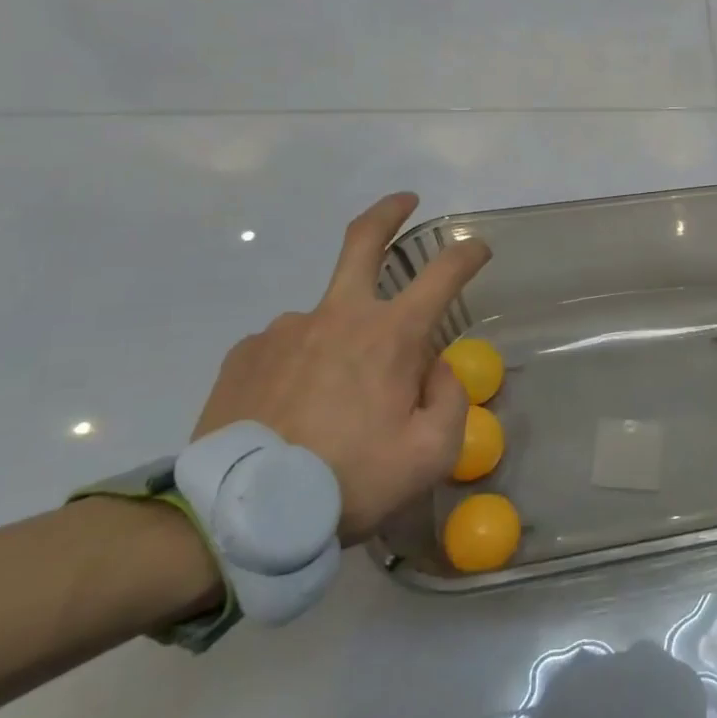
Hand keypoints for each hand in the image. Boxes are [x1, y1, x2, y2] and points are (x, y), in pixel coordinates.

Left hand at [193, 194, 491, 544]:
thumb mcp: (429, 455)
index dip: (467, 255)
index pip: (443, 274)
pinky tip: (293, 407)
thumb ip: (450, 400)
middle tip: (406, 201)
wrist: (237, 516)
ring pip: (328, 317)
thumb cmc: (349, 481)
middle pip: (363, 241)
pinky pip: (287, 346)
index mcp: (390, 336)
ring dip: (342, 339)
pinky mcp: (245, 353)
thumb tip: (435, 367)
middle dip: (390, 212)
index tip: (478, 248)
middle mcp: (338, 316)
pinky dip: (302, 364)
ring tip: (332, 402)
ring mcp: (286, 329)